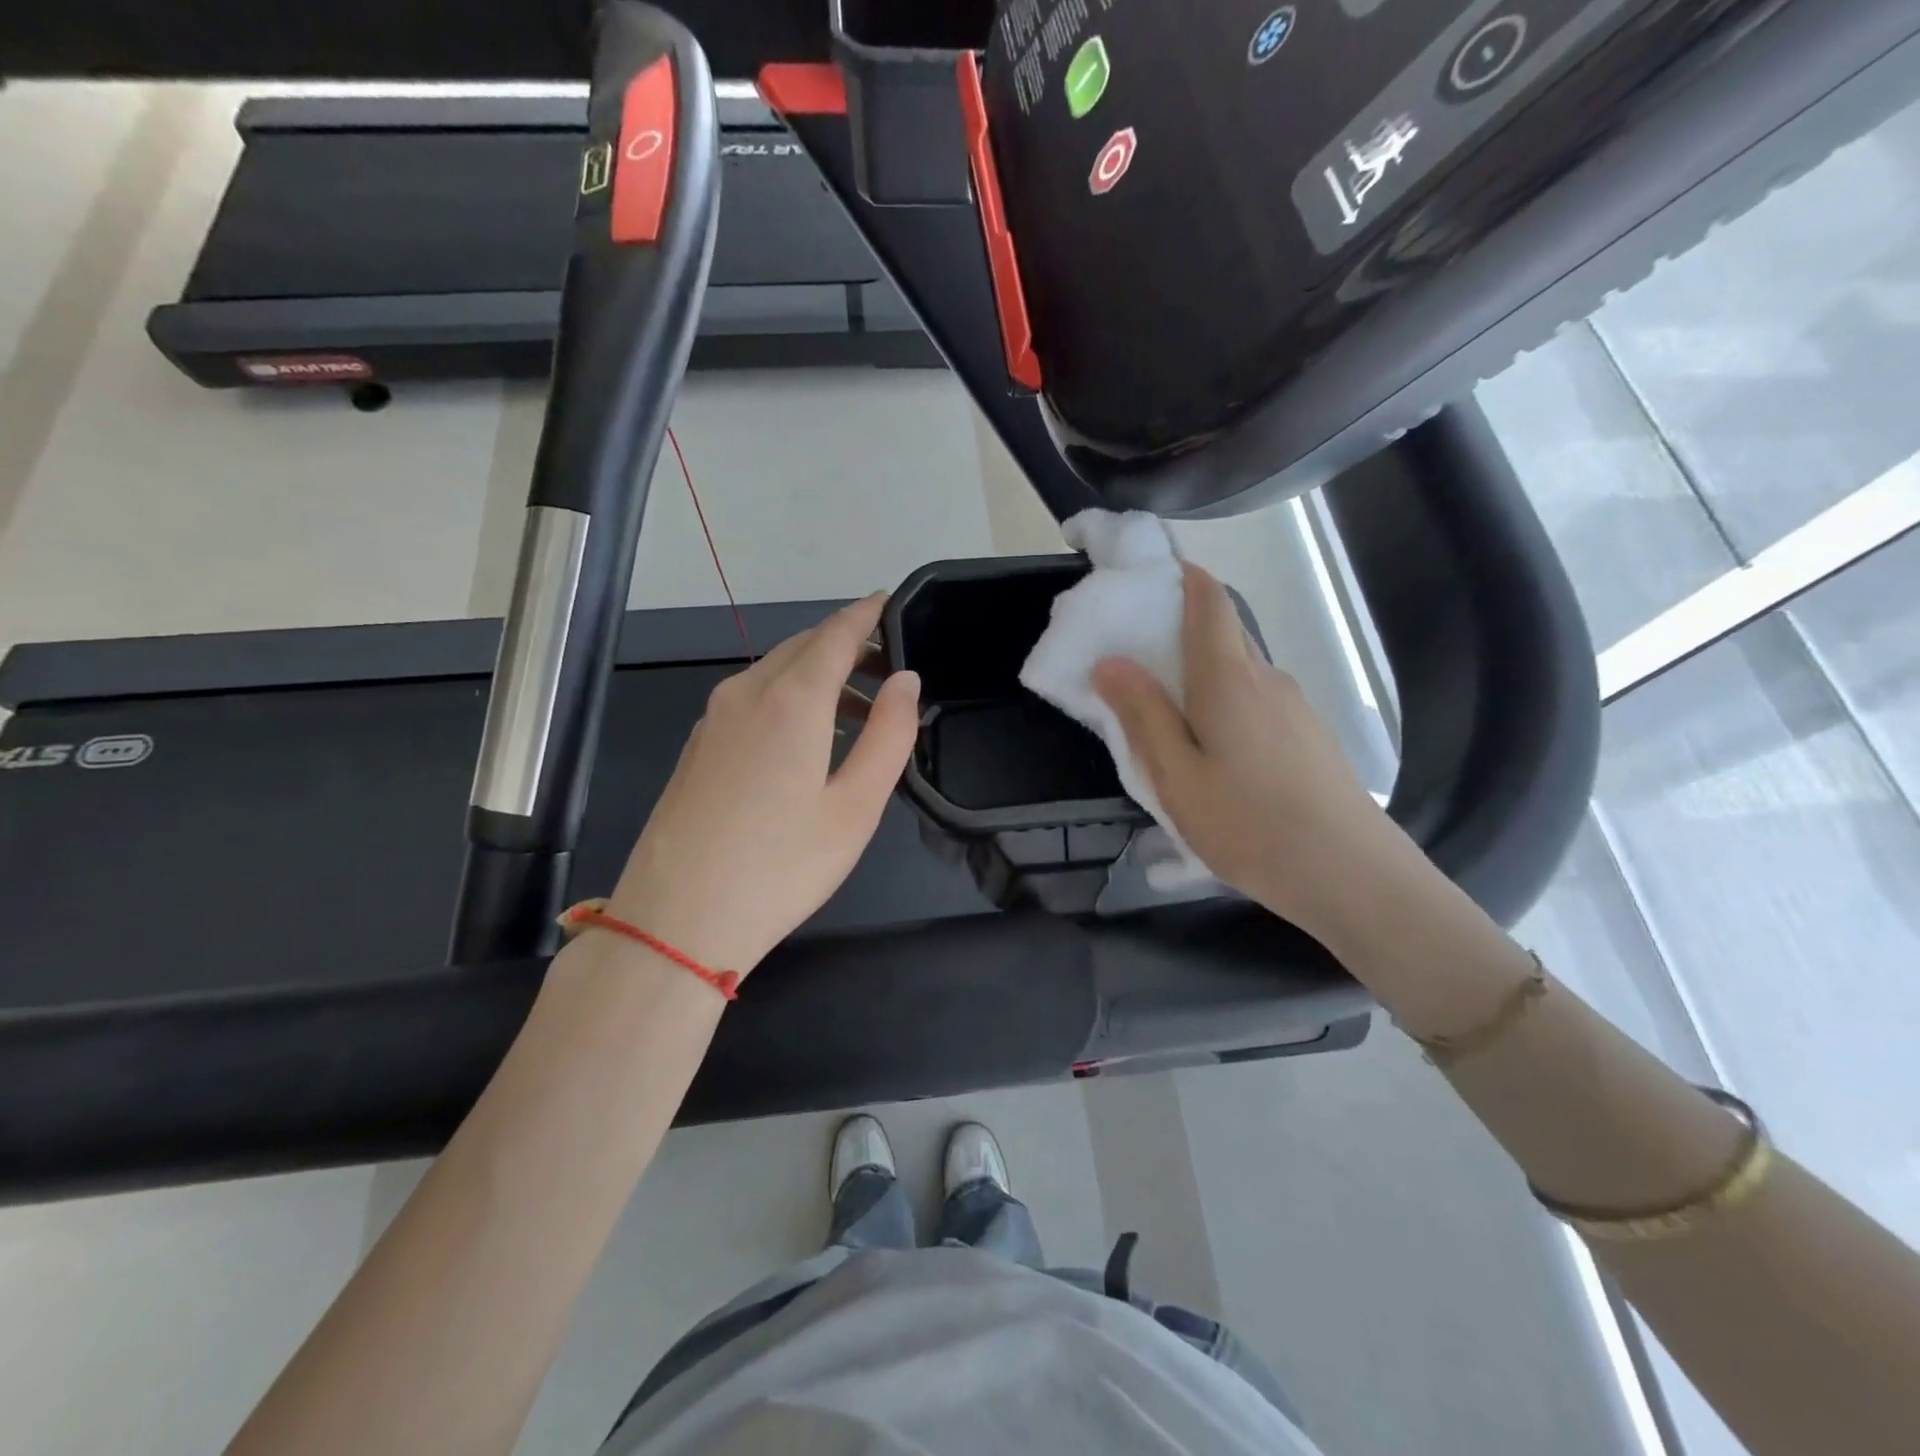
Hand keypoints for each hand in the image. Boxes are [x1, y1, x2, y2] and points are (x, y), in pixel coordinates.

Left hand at [608, 595, 919, 975]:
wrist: (676, 921)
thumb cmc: (782, 866)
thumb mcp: (856, 805)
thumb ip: (889, 734)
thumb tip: (905, 681)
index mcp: (791, 698)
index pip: (836, 633)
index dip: (867, 614)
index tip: (891, 603)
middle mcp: (747, 692)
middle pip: (803, 646)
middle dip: (848, 646)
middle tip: (889, 670)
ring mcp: (714, 718)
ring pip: (775, 672)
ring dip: (820, 676)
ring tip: (860, 713)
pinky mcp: (698, 746)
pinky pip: (752, 699)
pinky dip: (789, 699)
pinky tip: (807, 740)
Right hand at [1093, 562, 1403, 938]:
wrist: (1353, 877)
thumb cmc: (1250, 826)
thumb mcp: (1176, 777)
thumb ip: (1142, 715)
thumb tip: (1110, 662)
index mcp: (1229, 678)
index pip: (1208, 600)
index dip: (1180, 575)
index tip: (1145, 577)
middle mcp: (1266, 678)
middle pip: (1221, 633)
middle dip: (1178, 630)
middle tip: (1134, 660)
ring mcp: (1295, 707)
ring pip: (1239, 672)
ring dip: (1200, 676)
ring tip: (1166, 719)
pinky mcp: (1310, 736)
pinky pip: (1257, 701)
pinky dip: (1225, 704)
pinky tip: (1214, 754)